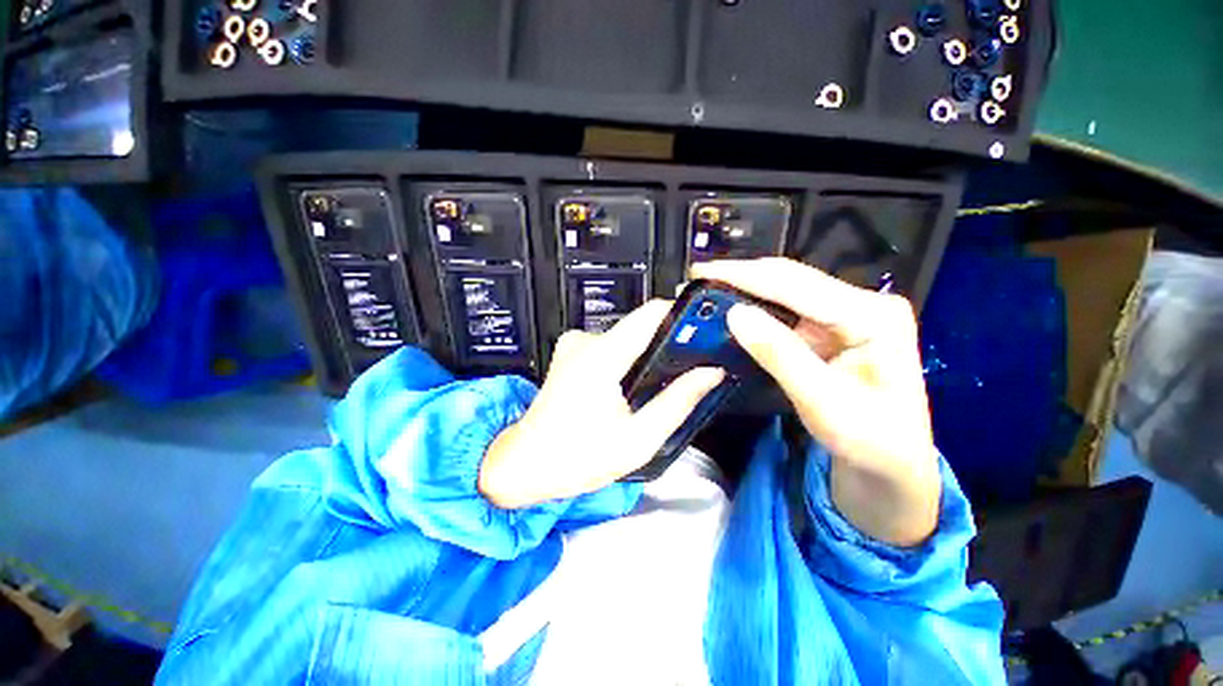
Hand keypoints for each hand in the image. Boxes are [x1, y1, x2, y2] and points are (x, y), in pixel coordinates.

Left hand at [478, 301, 725, 508]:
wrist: (525, 464)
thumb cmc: (579, 458)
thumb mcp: (638, 439)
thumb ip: (677, 402)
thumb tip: (711, 373)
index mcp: (602, 356)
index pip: (651, 314)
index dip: (682, 316)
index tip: (708, 330)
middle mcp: (586, 340)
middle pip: (641, 327)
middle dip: (669, 344)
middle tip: (694, 369)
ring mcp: (575, 344)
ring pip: (628, 339)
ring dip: (648, 357)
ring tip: (663, 385)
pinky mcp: (571, 353)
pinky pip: (612, 347)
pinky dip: (629, 361)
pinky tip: (632, 388)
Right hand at [692, 258, 939, 546]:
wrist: (892, 463)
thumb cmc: (869, 440)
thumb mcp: (822, 402)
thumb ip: (780, 355)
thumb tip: (735, 314)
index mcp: (872, 316)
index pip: (796, 284)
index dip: (744, 275)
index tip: (701, 272)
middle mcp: (862, 303)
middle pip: (791, 279)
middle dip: (740, 276)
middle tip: (696, 278)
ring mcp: (847, 314)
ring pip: (786, 290)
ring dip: (745, 289)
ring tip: (708, 289)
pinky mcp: (833, 327)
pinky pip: (787, 310)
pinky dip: (756, 308)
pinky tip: (732, 307)